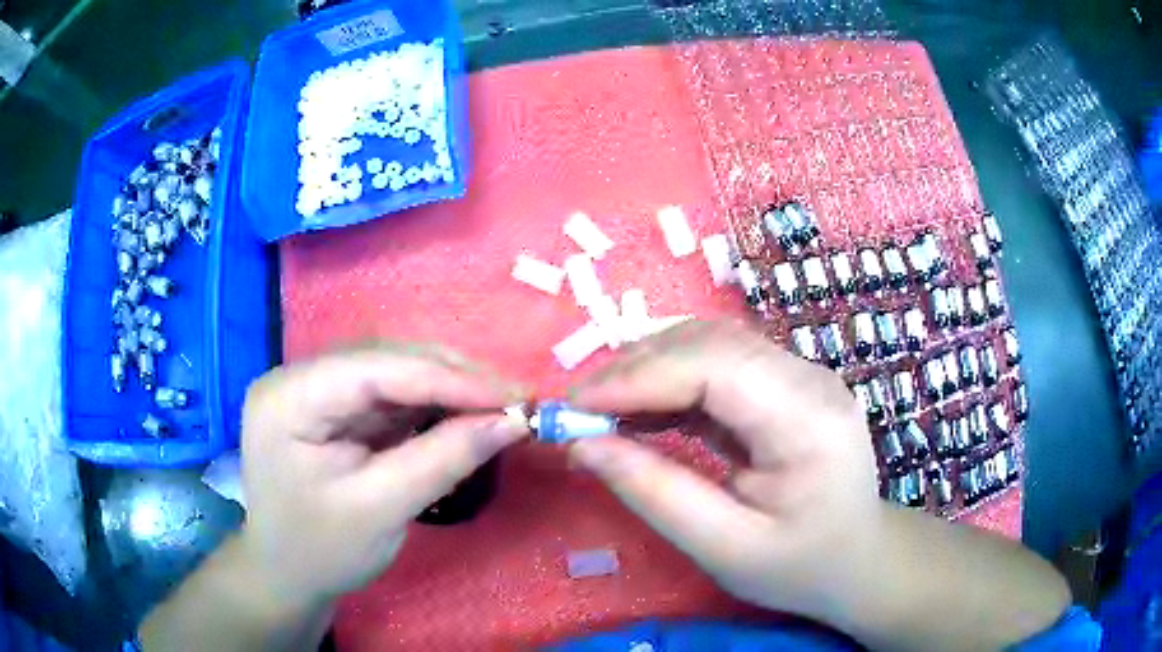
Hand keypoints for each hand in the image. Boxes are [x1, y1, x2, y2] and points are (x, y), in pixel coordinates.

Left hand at [239, 344, 529, 606]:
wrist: (287, 575)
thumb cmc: (321, 551)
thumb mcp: (380, 511)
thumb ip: (442, 460)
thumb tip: (511, 422)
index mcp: (289, 398)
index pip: (377, 369)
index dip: (449, 378)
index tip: (515, 397)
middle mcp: (300, 378)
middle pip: (387, 361)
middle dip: (454, 379)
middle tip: (517, 401)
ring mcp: (318, 390)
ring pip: (395, 373)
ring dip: (449, 388)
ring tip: (500, 406)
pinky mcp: (335, 408)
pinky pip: (391, 396)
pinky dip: (433, 406)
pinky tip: (465, 415)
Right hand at [568, 321, 881, 622]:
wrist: (858, 559)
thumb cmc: (800, 566)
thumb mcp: (725, 548)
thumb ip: (655, 494)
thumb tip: (582, 446)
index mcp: (809, 420)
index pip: (716, 365)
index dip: (638, 376)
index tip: (574, 407)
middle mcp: (809, 378)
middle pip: (710, 342)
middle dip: (634, 368)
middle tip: (577, 411)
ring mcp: (799, 375)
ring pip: (709, 342)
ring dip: (648, 367)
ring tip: (601, 410)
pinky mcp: (784, 384)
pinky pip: (718, 364)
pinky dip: (670, 381)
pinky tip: (640, 411)